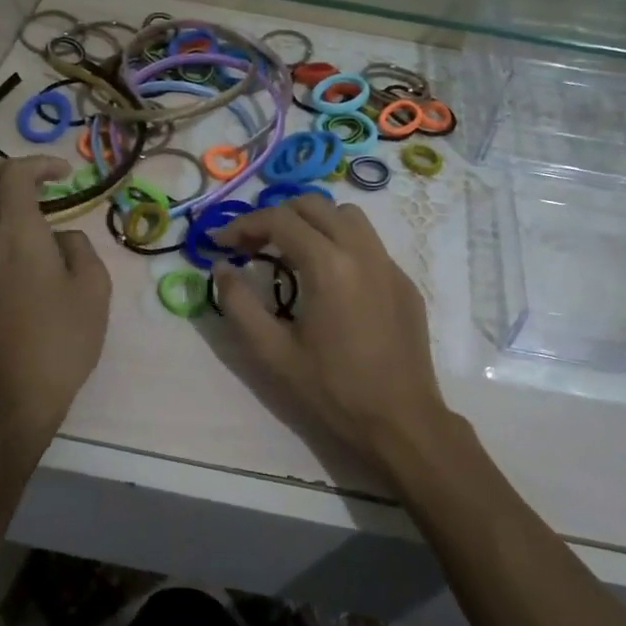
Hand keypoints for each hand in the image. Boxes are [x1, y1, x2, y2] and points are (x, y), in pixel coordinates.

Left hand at [0, 156, 110, 464]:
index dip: (39, 164)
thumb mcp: (94, 290)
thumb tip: (60, 236)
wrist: (14, 394)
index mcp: (19, 235)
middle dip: (1, 169)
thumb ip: (79, 248)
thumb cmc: (63, 341)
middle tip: (27, 184)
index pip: (15, 174)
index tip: (62, 176)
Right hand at [212, 197, 469, 480]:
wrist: (401, 420)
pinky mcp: (404, 281)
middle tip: (253, 244)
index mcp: (329, 265)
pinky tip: (330, 279)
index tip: (222, 243)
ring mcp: (389, 264)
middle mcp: (362, 251)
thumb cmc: (333, 390)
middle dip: (277, 215)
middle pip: (314, 204)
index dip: (243, 224)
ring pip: (347, 215)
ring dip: (313, 221)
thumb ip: (239, 305)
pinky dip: (341, 242)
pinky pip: (369, 243)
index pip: (279, 220)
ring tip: (291, 251)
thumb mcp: (273, 353)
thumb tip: (222, 268)